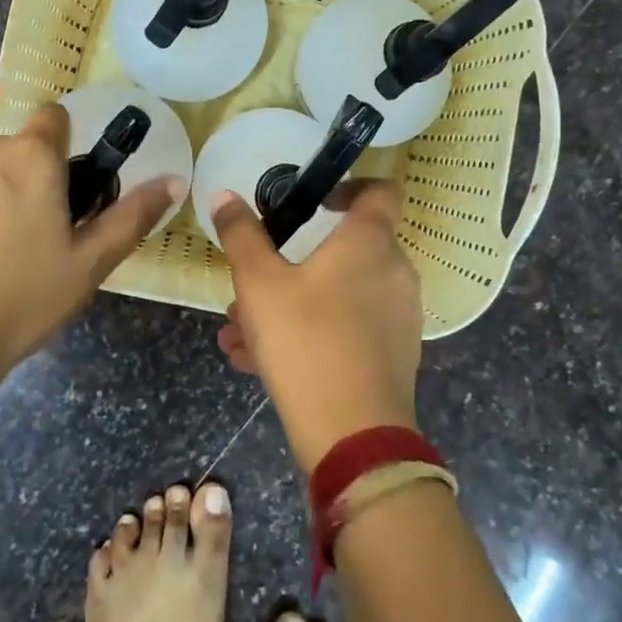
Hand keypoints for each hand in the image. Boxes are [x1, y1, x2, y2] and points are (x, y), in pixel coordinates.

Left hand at [0, 106, 181, 379]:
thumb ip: (132, 215)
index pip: (52, 119)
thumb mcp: (88, 265)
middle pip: (7, 151)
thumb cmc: (19, 302)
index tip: (57, 189)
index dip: (59, 148)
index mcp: (30, 158)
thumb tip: (174, 179)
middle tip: (18, 240)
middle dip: (15, 181)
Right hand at [212, 183, 422, 471]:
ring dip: (289, 303)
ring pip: (336, 295)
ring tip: (238, 331)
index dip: (350, 185)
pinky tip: (256, 360)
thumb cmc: (306, 341)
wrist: (353, 436)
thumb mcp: (259, 284)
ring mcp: (397, 315)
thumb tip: (224, 194)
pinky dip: (308, 332)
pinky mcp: (392, 354)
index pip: (379, 189)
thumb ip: (241, 236)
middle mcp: (393, 271)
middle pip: (344, 250)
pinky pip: (346, 328)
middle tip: (252, 281)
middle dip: (291, 262)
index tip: (315, 199)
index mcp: (370, 241)